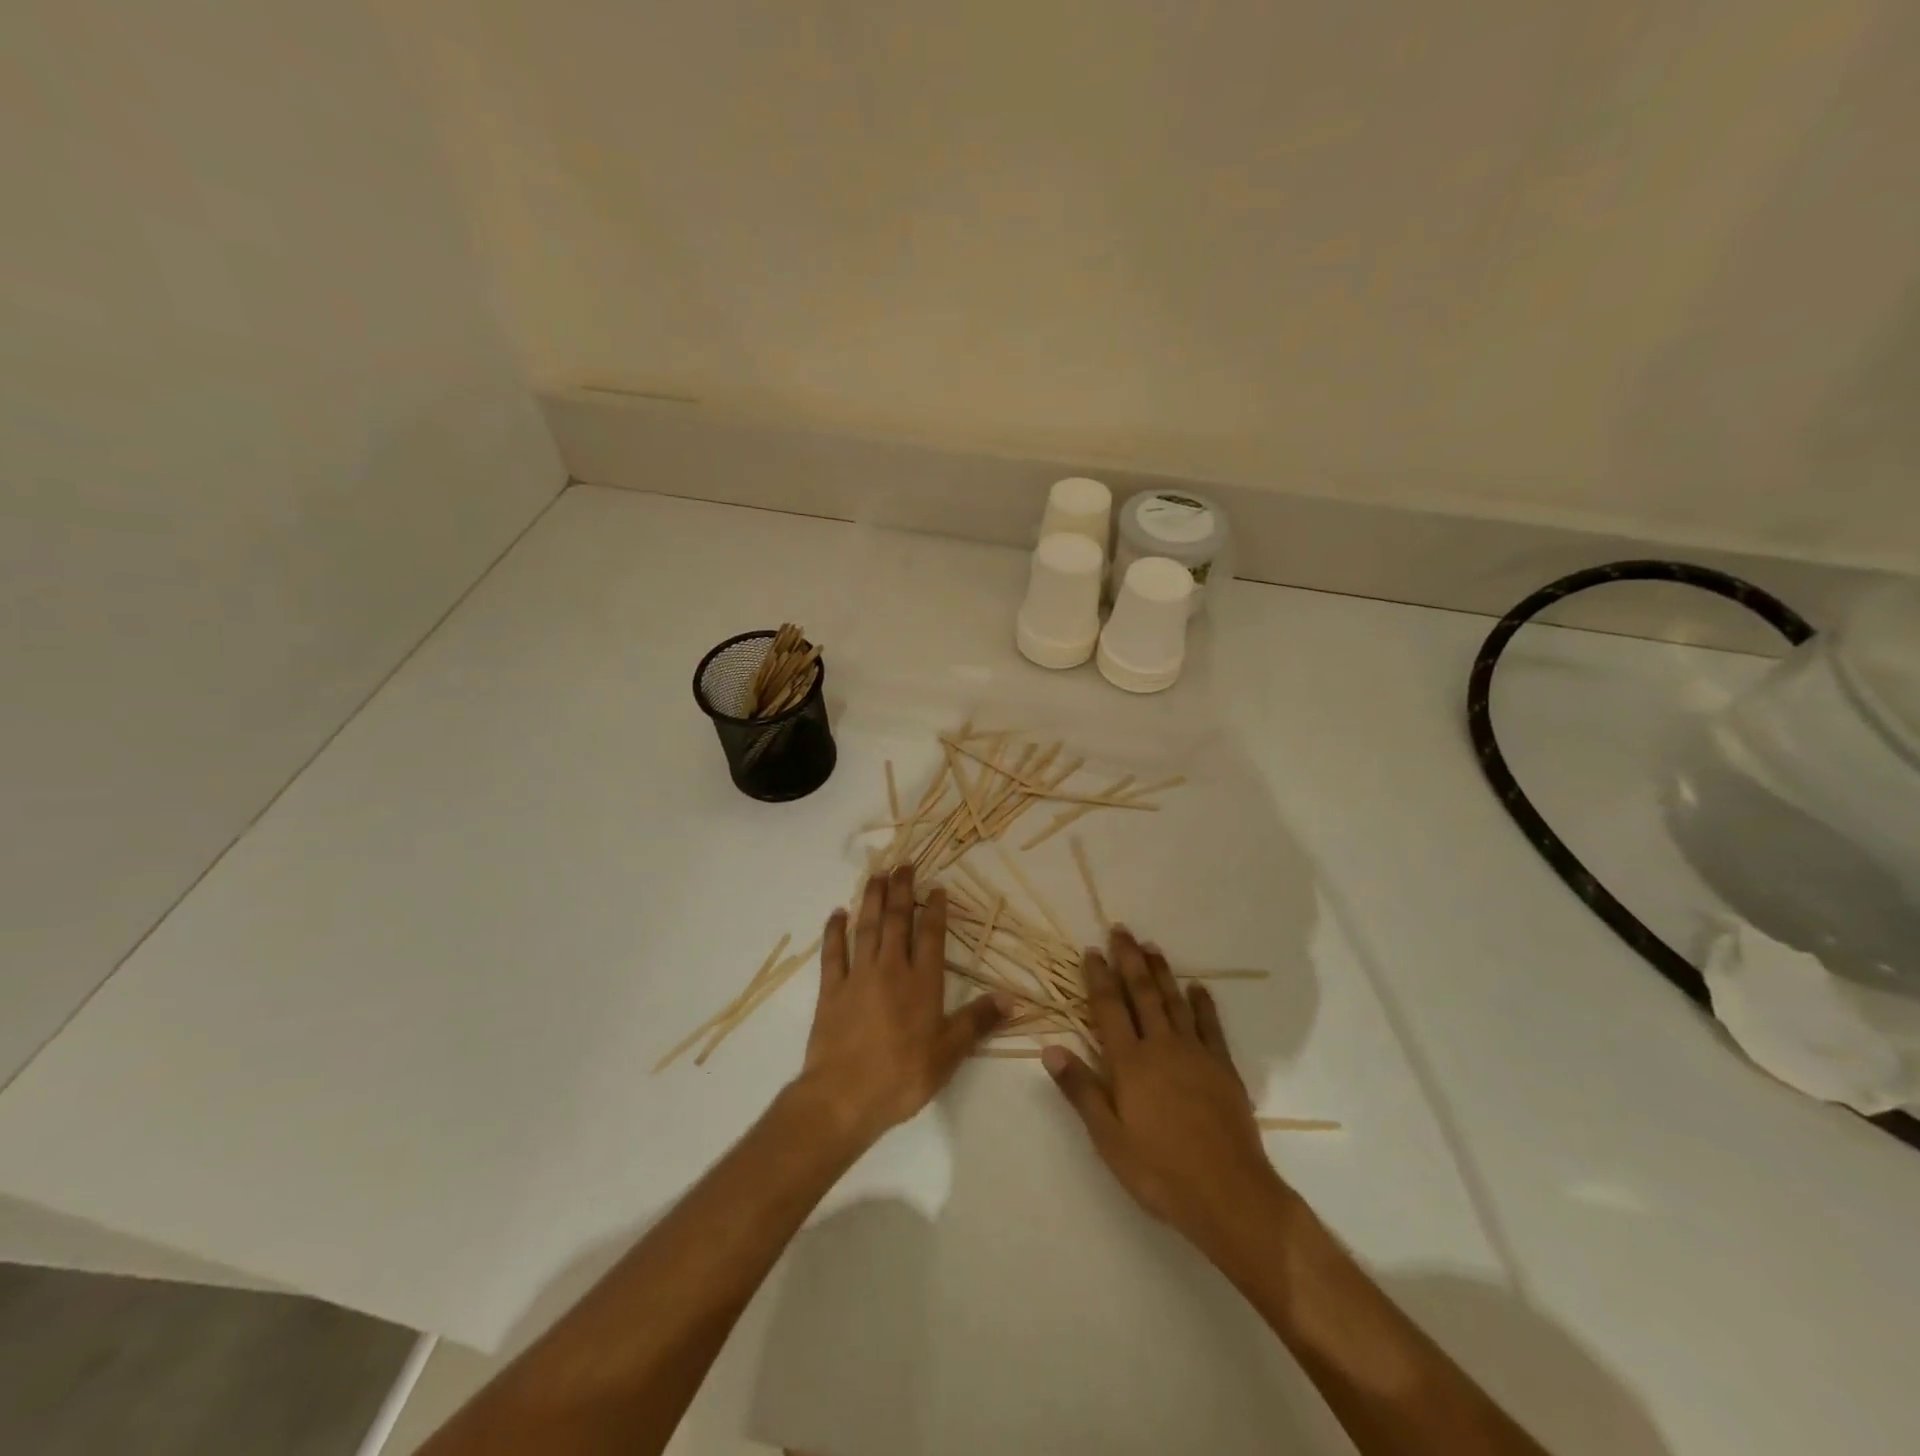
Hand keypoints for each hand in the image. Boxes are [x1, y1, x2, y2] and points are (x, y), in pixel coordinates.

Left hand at [791, 865, 1003, 1151]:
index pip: (930, 935)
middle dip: (901, 890)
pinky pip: (833, 952)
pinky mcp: (831, 990)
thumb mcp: (949, 1053)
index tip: (936, 886)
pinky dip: (834, 931)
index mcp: (922, 982)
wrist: (844, 1097)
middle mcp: (890, 969)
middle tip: (903, 865)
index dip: (934, 908)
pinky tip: (837, 914)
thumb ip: (978, 1021)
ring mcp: (858, 976)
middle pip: (896, 920)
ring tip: (875, 875)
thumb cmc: (902, 1076)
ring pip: (866, 927)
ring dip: (870, 899)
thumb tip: (1011, 998)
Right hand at [1044, 928, 1284, 1252]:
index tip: (1092, 950)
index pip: (1109, 1008)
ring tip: (1151, 946)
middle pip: (1143, 994)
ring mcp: (1196, 1054)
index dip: (1099, 977)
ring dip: (1161, 972)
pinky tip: (1198, 987)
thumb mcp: (1109, 1139)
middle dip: (1129, 960)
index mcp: (1130, 1063)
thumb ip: (1081, 1090)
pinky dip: (1203, 1004)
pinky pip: (1211, 1026)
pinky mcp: (1223, 1068)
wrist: (1229, 1194)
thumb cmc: (1159, 1171)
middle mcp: (1161, 1047)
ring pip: (1174, 1002)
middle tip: (1121, 930)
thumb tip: (1050, 1048)